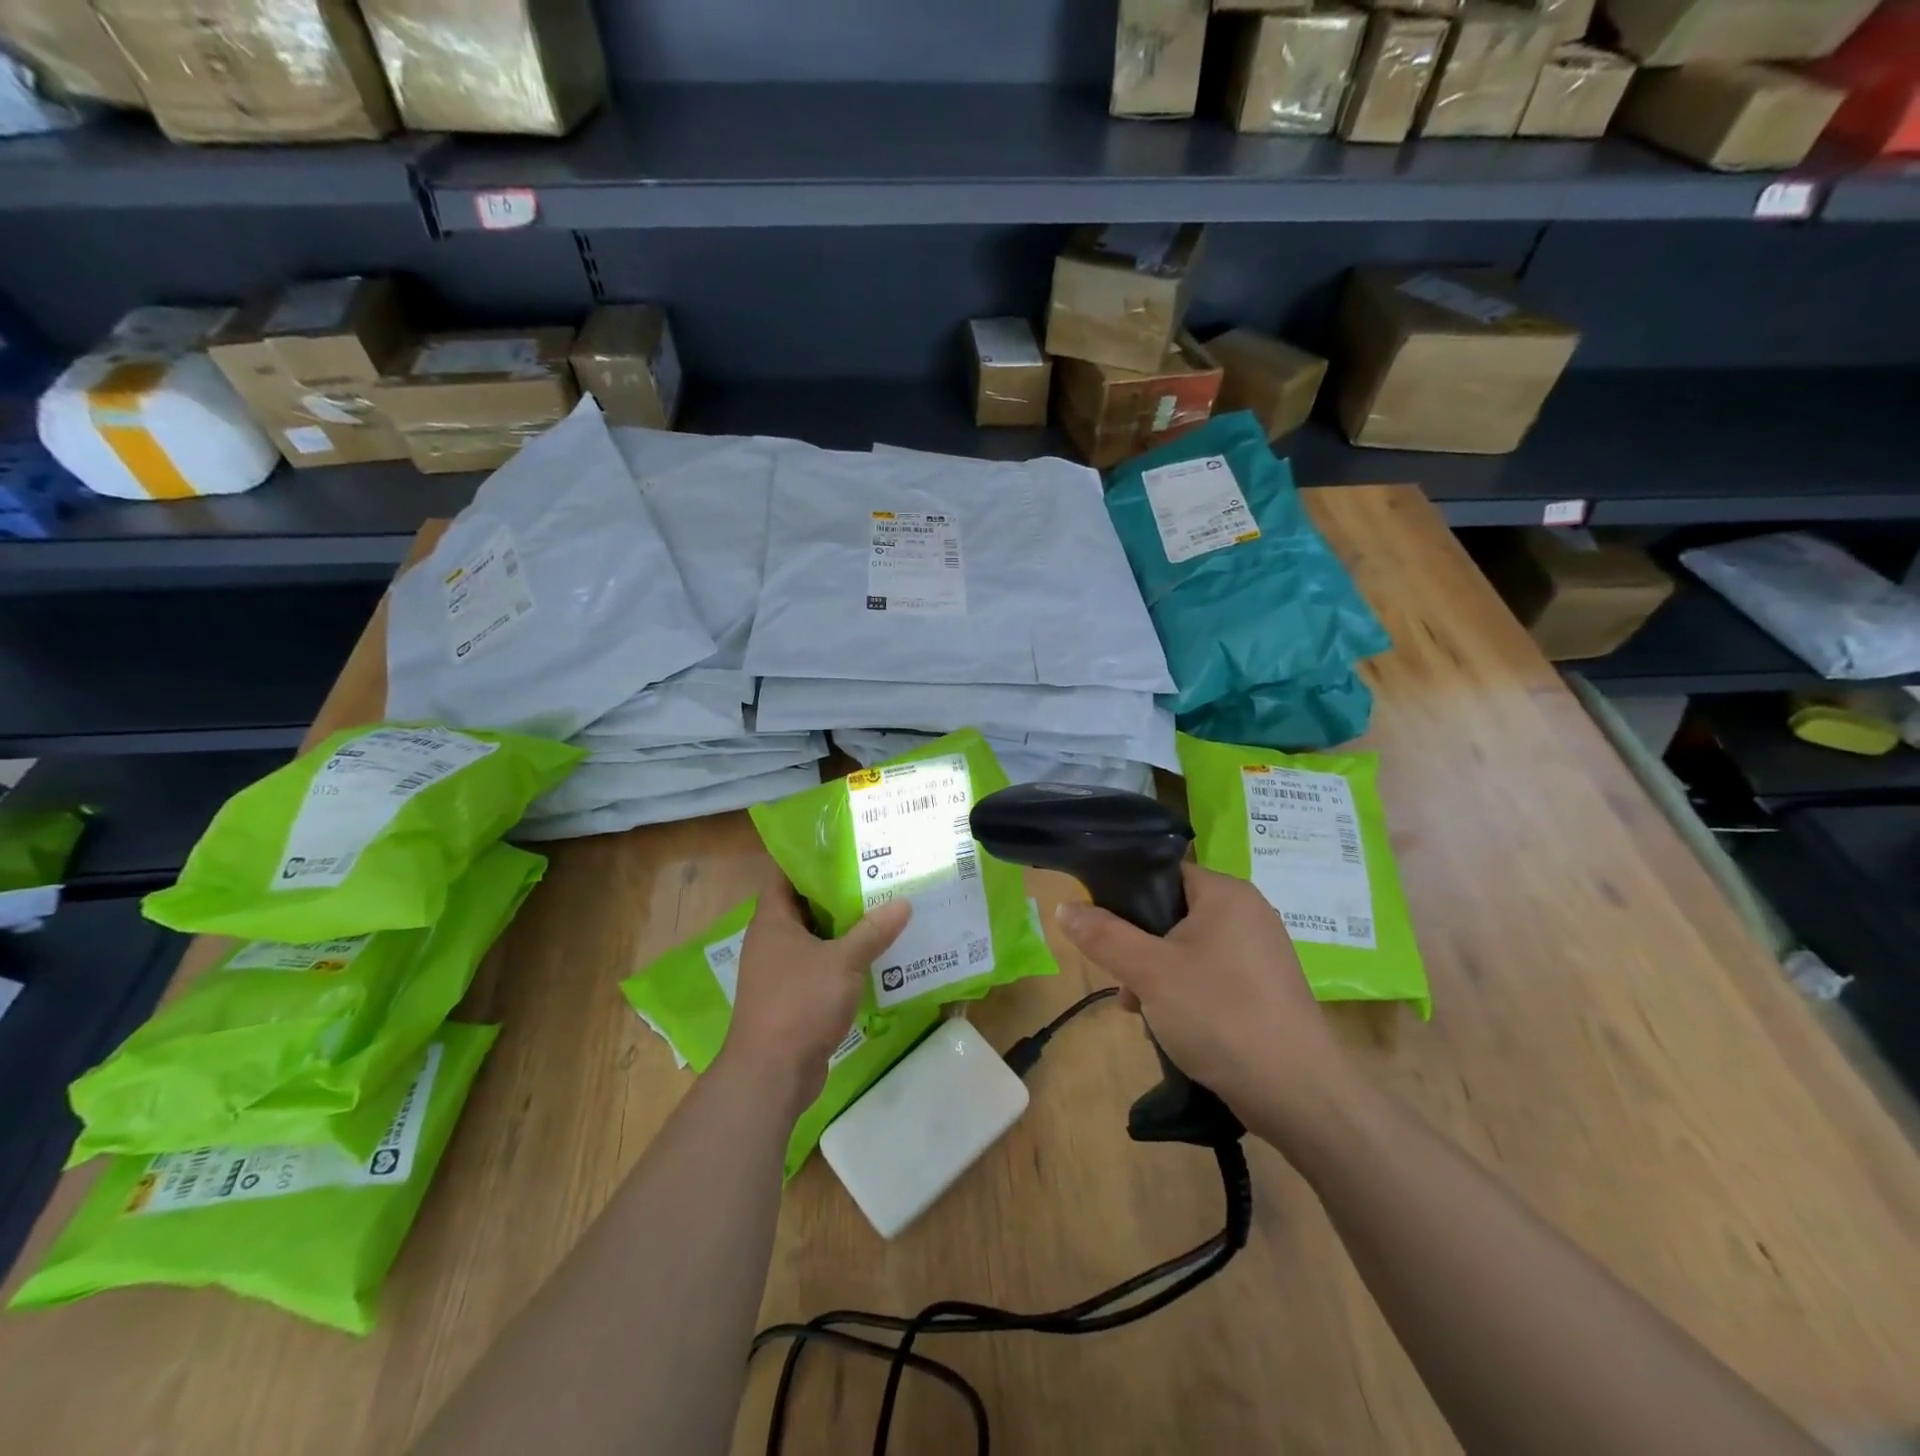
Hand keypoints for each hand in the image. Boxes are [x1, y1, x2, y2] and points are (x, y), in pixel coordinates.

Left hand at [718, 878, 910, 1112]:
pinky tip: (876, 954)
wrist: (771, 1074)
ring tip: (883, 909)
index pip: (785, 876)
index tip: (844, 847)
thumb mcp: (842, 961)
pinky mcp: (793, 998)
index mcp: (772, 921)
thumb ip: (872, 931)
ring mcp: (780, 972)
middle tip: (876, 875)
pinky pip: (821, 967)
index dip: (810, 859)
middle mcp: (771, 942)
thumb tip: (903, 903)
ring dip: (844, 928)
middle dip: (837, 892)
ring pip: (815, 939)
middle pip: (804, 906)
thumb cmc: (799, 1003)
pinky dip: (843, 959)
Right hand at [1054, 864, 1351, 1138]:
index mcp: (1226, 893)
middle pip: (1172, 914)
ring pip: (1189, 949)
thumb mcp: (1149, 972)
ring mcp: (1261, 954)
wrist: (1299, 1094)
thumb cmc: (1220, 1015)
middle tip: (1122, 981)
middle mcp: (1248, 913)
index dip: (1126, 896)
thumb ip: (1103, 935)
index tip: (1102, 930)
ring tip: (1141, 1011)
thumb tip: (1065, 906)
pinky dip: (1187, 993)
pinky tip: (1171, 1027)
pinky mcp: (1266, 990)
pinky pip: (1212, 977)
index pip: (1163, 874)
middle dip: (1139, 947)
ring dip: (1158, 975)